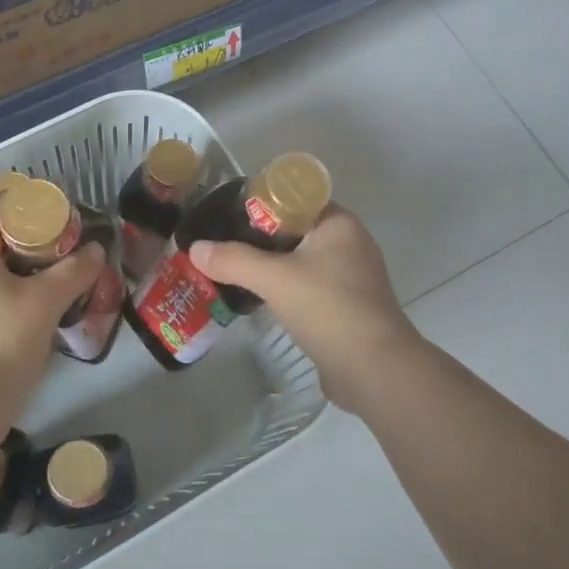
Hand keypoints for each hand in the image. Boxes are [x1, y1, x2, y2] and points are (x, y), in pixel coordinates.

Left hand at [0, 202, 105, 407]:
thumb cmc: (3, 342)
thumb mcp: (46, 302)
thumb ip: (74, 271)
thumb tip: (97, 251)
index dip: (32, 208)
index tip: (63, 220)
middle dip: (29, 242)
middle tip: (65, 253)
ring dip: (17, 270)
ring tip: (52, 282)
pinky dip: (2, 292)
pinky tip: (28, 309)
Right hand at [190, 205, 422, 410]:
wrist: (373, 368)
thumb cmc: (328, 308)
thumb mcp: (274, 278)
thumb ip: (233, 260)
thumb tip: (195, 248)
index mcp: (339, 223)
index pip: (294, 199)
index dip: (260, 205)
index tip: (227, 217)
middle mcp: (349, 244)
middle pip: (294, 230)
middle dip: (258, 239)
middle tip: (221, 246)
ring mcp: (350, 278)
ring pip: (300, 262)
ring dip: (270, 267)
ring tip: (231, 271)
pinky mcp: (346, 307)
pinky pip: (307, 288)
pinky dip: (284, 290)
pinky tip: (257, 300)